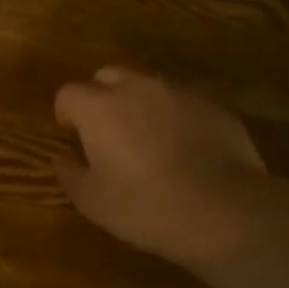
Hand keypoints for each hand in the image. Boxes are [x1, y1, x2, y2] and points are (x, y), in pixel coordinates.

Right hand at [54, 66, 288, 276]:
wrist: (225, 210)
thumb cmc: (146, 206)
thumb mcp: (93, 201)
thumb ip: (70, 173)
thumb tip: (62, 157)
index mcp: (99, 106)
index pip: (68, 94)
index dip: (66, 114)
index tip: (72, 137)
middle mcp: (136, 88)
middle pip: (107, 77)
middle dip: (101, 98)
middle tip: (107, 134)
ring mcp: (178, 93)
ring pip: (147, 88)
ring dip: (139, 106)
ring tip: (148, 143)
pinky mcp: (212, 106)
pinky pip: (182, 104)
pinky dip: (175, 119)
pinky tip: (185, 153)